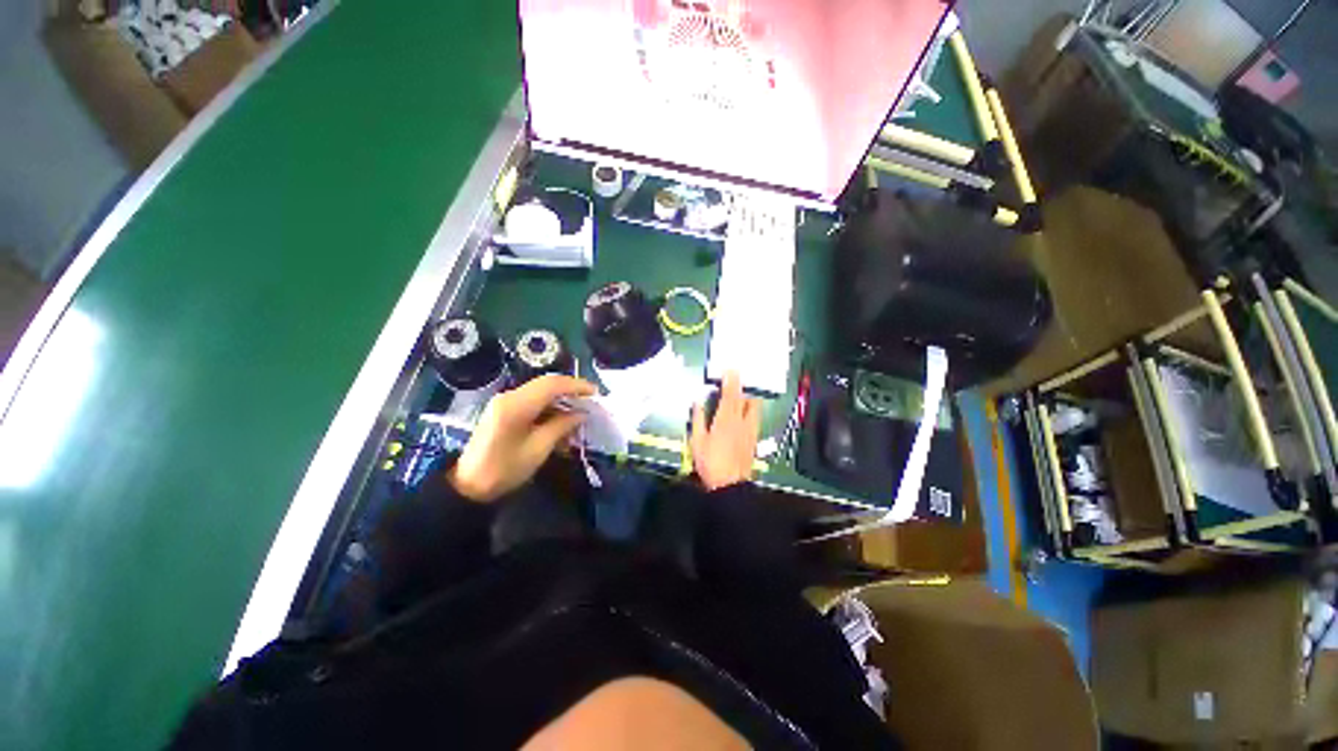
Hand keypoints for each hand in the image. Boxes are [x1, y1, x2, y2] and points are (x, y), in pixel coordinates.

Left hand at [450, 374, 596, 502]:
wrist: (467, 485)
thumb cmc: (504, 469)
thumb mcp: (538, 449)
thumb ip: (561, 426)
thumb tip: (581, 413)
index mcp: (516, 405)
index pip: (552, 384)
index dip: (576, 385)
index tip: (595, 393)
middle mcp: (510, 396)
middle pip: (546, 383)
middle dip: (571, 389)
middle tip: (590, 400)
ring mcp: (505, 401)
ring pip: (540, 391)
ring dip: (561, 398)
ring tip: (578, 412)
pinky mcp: (504, 409)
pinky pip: (533, 400)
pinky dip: (550, 406)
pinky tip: (561, 420)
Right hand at [690, 371, 761, 490]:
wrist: (730, 484)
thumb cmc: (710, 462)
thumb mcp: (697, 441)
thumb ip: (698, 418)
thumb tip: (697, 401)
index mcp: (725, 420)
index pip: (729, 395)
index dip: (730, 380)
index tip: (731, 369)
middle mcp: (740, 421)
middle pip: (744, 398)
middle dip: (741, 386)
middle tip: (737, 378)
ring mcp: (749, 430)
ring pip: (754, 407)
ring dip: (749, 397)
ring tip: (744, 393)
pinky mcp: (754, 438)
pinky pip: (756, 418)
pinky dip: (752, 410)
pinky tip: (748, 412)